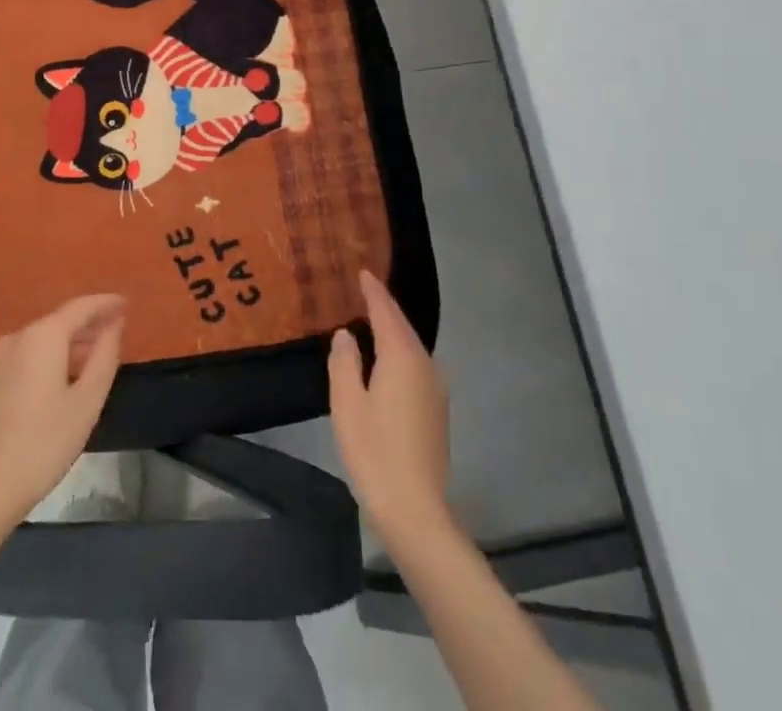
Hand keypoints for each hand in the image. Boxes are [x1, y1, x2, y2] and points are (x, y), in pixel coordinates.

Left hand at [0, 294, 125, 531]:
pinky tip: (67, 373)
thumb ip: (104, 357)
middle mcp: (18, 337)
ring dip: (72, 342)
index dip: (105, 303)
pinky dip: (53, 356)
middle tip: (118, 328)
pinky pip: (30, 354)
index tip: (127, 303)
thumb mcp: (86, 401)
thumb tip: (114, 326)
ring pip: (44, 338)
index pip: (80, 307)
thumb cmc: (43, 444)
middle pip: (60, 320)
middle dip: (89, 323)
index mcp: (42, 336)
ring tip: (98, 352)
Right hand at [328, 270, 451, 542]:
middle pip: (402, 326)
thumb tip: (346, 335)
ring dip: (392, 331)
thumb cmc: (375, 452)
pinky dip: (399, 351)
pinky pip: (415, 365)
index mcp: (402, 357)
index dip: (373, 291)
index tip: (362, 271)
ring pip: (411, 347)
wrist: (416, 510)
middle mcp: (425, 365)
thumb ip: (344, 363)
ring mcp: (435, 388)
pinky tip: (385, 359)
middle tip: (363, 289)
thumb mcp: (347, 404)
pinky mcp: (436, 409)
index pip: (386, 312)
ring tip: (370, 319)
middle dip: (384, 307)